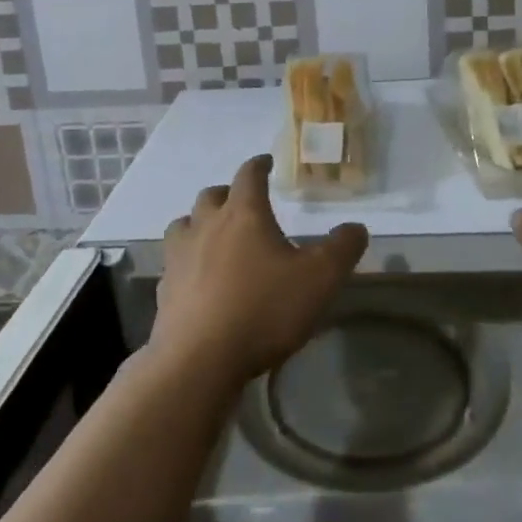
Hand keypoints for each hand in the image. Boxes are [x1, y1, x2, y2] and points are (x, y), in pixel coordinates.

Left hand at [151, 154, 367, 390]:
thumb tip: (356, 227)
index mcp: (243, 214)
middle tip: (243, 202)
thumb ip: (342, 249)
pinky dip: (187, 261)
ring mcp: (179, 257)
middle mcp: (206, 225)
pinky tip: (198, 279)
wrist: (200, 360)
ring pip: (184, 224)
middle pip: (212, 196)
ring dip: (199, 223)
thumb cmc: (264, 309)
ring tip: (214, 235)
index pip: (249, 175)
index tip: (266, 162)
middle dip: (228, 194)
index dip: (259, 165)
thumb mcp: (319, 279)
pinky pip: (174, 262)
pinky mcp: (165, 289)